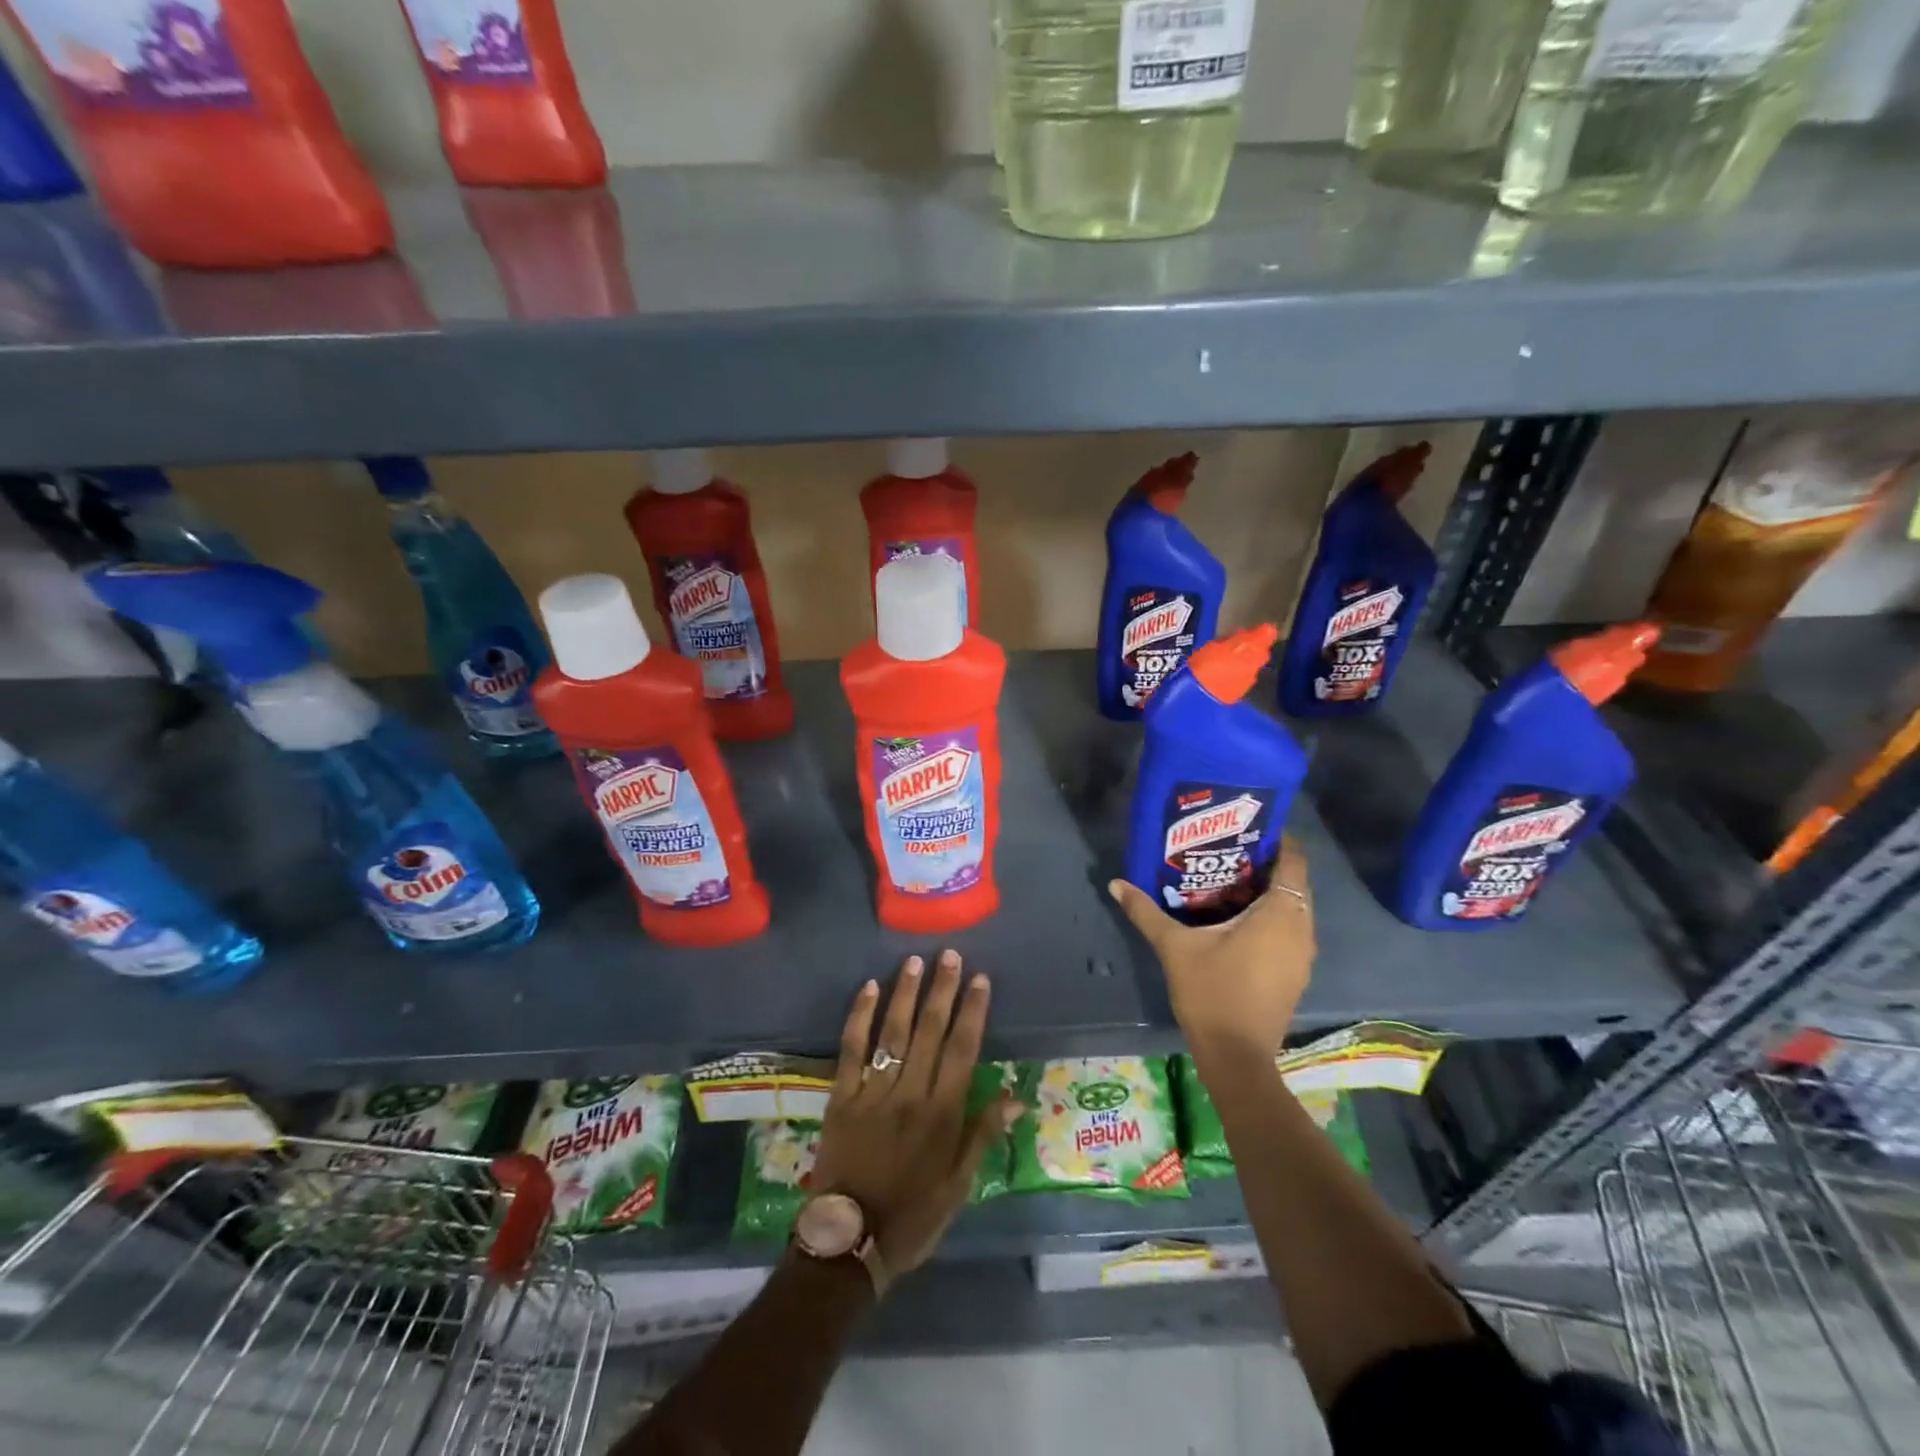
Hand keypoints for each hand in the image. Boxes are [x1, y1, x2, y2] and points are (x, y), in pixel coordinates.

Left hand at [812, 951, 1021, 1280]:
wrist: (848, 1244)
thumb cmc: (912, 1218)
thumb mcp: (959, 1187)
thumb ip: (983, 1135)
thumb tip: (1016, 1097)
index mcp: (942, 1114)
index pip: (963, 1050)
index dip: (973, 1011)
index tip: (981, 979)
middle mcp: (911, 1093)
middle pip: (930, 1031)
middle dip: (942, 990)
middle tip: (950, 955)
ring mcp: (873, 1091)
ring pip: (893, 1032)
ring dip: (905, 994)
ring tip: (915, 961)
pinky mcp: (842, 1096)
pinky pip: (852, 1049)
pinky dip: (859, 1017)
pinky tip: (868, 989)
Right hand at [1108, 835, 1314, 1066]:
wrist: (1237, 1057)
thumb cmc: (1212, 992)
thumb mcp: (1175, 947)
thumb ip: (1146, 911)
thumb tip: (1116, 883)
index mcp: (1280, 914)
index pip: (1294, 861)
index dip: (1278, 840)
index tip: (1249, 827)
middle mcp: (1301, 928)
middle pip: (1294, 882)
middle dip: (1266, 863)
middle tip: (1228, 849)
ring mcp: (1302, 954)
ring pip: (1293, 907)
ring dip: (1269, 891)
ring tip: (1228, 878)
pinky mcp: (1296, 973)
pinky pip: (1290, 929)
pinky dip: (1271, 916)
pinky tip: (1237, 918)